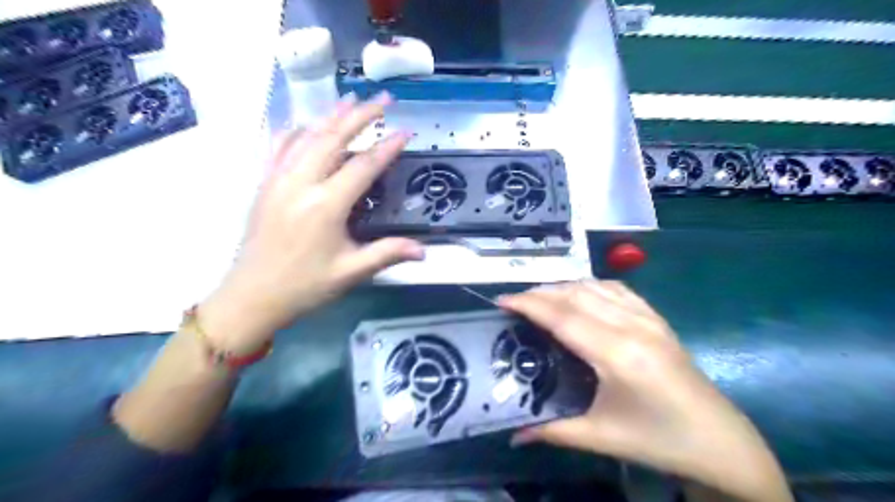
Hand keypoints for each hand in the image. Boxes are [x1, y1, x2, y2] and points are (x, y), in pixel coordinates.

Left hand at [201, 94, 423, 352]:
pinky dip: (295, 131)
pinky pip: (278, 147)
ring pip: (306, 136)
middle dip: (360, 115)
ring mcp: (277, 180)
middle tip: (383, 99)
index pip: (363, 166)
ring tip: (350, 99)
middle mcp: (301, 183)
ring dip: (330, 116)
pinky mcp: (264, 184)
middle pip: (333, 137)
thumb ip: (387, 254)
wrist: (252, 296)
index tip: (406, 131)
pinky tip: (304, 123)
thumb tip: (424, 251)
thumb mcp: (350, 272)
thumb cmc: (304, 286)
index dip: (387, 147)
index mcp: (326, 205)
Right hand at [501, 280, 791, 500]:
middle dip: (539, 292)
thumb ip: (552, 430)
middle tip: (513, 302)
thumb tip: (513, 433)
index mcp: (618, 354)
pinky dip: (590, 286)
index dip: (529, 304)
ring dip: (562, 286)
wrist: (721, 442)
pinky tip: (579, 295)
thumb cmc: (659, 440)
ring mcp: (648, 318)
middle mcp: (632, 326)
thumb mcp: (601, 437)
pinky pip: (617, 289)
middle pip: (575, 294)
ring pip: (595, 285)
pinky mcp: (658, 318)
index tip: (501, 301)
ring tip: (539, 298)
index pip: (563, 316)